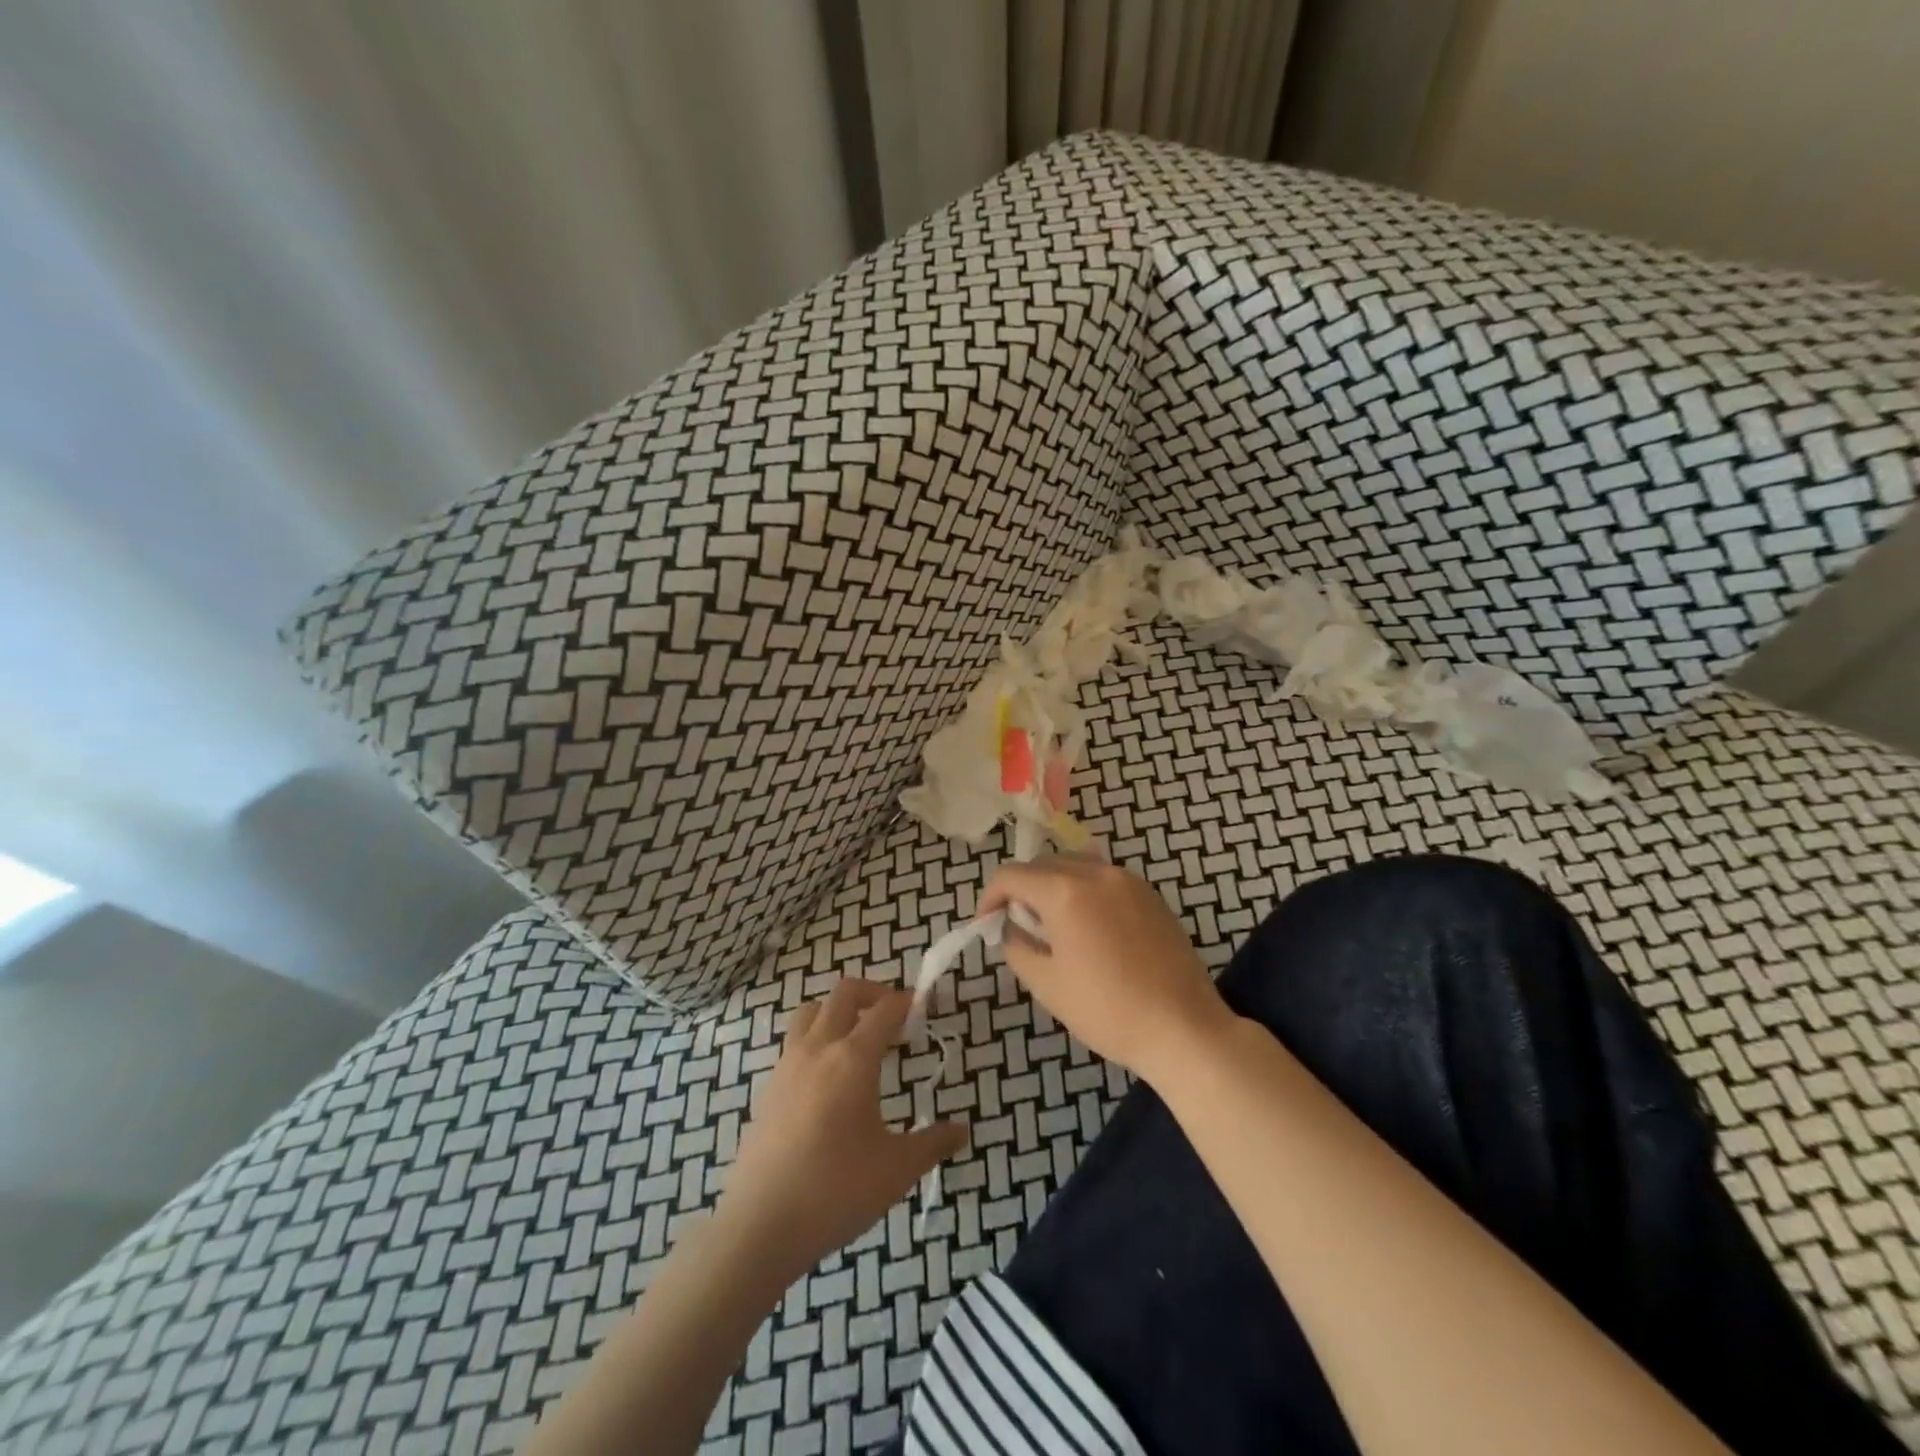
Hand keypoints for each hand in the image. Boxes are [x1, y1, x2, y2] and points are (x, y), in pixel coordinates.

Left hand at [717, 979, 966, 1279]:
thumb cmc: (835, 1191)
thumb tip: (962, 1131)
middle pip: (844, 994)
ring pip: (812, 1011)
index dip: (907, 1002)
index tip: (924, 1008)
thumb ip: (932, 1144)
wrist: (759, 1226)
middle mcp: (818, 1049)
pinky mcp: (769, 1089)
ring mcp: (787, 1066)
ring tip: (858, 1039)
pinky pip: (795, 1042)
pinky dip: (816, 1040)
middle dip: (874, 993)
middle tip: (895, 1018)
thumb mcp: (896, 1170)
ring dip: (838, 1011)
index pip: (885, 1010)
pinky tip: (828, 1079)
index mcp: (853, 1058)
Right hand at [981, 857, 1236, 1084]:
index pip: (1011, 875)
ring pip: (1075, 864)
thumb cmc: (1107, 1010)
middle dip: (1022, 889)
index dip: (990, 897)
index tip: (987, 924)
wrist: (1183, 1027)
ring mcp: (1127, 880)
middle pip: (1043, 863)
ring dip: (1054, 885)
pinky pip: (1104, 877)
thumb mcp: (1047, 985)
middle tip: (1020, 927)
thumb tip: (1010, 928)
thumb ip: (1017, 947)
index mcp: (1065, 891)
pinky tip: (1091, 928)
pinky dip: (1085, 890)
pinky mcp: (1150, 894)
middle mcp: (1096, 872)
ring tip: (1055, 925)